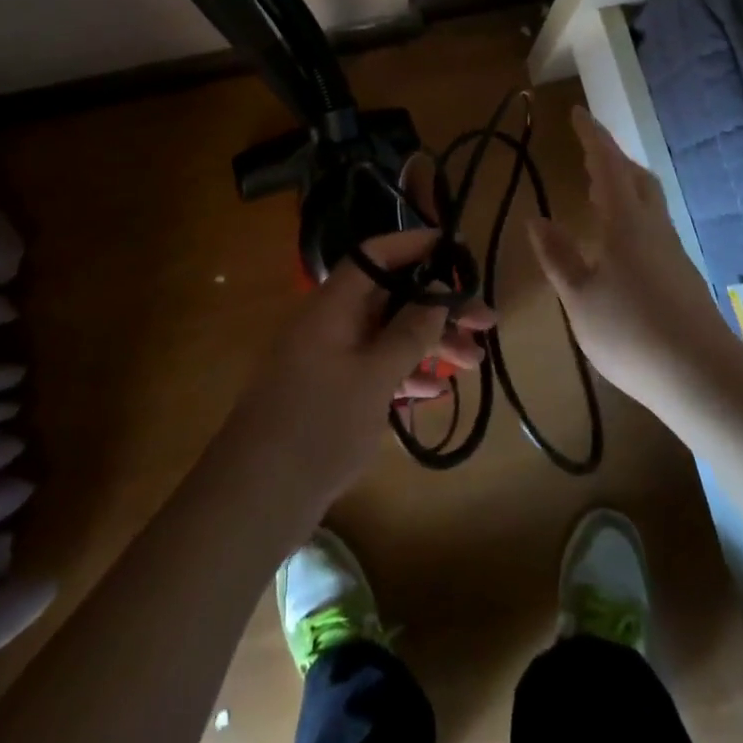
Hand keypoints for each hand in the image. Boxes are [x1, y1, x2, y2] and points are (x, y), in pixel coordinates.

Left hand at [219, 228, 494, 527]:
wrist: (257, 497)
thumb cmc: (318, 426)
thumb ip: (409, 332)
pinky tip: (436, 391)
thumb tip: (436, 290)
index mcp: (332, 305)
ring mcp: (329, 358)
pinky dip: (404, 373)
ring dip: (428, 344)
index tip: (453, 246)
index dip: (414, 245)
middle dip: (437, 307)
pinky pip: (375, 367)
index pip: (375, 256)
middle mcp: (330, 322)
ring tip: (475, 361)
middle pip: (389, 298)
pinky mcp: (331, 392)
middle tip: (485, 321)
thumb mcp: (373, 377)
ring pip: (386, 335)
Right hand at [527, 107, 727, 412]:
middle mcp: (652, 227)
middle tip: (586, 153)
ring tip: (596, 191)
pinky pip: (652, 226)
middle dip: (611, 158)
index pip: (607, 164)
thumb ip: (557, 256)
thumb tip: (536, 219)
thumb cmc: (631, 333)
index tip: (577, 112)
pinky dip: (630, 214)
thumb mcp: (579, 297)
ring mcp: (671, 251)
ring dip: (622, 185)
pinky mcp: (681, 275)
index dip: (592, 136)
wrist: (703, 378)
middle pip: (636, 177)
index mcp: (625, 223)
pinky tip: (617, 241)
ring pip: (647, 202)